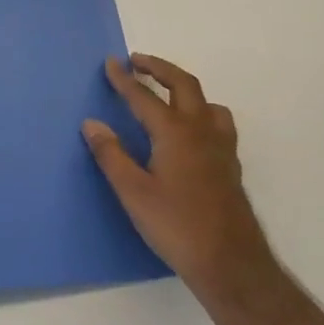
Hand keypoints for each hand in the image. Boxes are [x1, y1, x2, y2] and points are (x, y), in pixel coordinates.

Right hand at [82, 55, 280, 311]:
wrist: (231, 263)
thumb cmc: (176, 226)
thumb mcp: (132, 191)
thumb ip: (111, 154)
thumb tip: (92, 123)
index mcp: (175, 133)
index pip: (145, 97)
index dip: (125, 79)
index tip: (111, 62)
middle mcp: (201, 132)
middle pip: (184, 86)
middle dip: (160, 69)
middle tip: (138, 61)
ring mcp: (221, 149)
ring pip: (208, 104)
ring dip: (185, 89)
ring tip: (167, 93)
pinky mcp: (229, 167)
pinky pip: (217, 124)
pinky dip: (200, 112)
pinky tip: (190, 132)